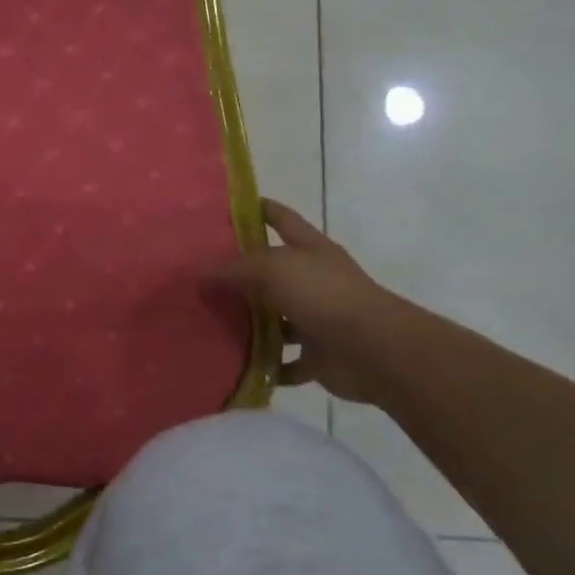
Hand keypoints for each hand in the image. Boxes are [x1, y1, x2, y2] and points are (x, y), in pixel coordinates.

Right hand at [218, 199, 396, 404]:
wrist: (375, 351)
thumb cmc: (325, 295)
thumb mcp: (273, 268)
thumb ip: (234, 268)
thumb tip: (200, 273)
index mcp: (310, 249)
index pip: (281, 218)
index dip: (257, 209)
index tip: (224, 209)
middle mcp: (314, 280)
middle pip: (272, 271)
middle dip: (240, 274)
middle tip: (199, 277)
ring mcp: (317, 318)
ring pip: (276, 319)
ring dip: (250, 323)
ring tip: (210, 323)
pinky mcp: (318, 355)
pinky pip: (285, 361)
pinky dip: (266, 365)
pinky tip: (237, 364)